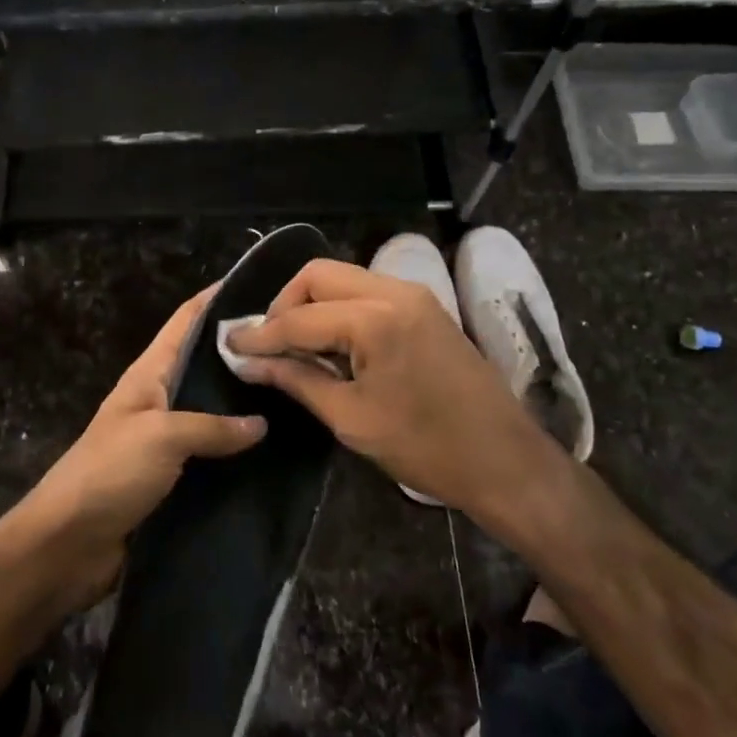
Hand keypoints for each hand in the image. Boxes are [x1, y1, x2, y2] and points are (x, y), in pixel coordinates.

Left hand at [17, 285, 266, 606]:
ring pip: (212, 411)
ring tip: (295, 392)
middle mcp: (159, 400)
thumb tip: (261, 423)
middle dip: (242, 353)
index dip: (214, 299)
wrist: (67, 546)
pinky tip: (274, 450)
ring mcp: (164, 440)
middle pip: (203, 365)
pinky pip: (211, 455)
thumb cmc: (109, 473)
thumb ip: (213, 426)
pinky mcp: (172, 479)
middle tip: (293, 346)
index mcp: (149, 375)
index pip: (185, 322)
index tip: (258, 285)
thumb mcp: (162, 436)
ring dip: (244, 403)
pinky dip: (237, 450)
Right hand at [225, 259, 562, 526]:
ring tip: (294, 346)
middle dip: (284, 304)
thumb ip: (297, 379)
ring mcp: (414, 295)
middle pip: (319, 275)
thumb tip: (250, 361)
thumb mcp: (352, 419)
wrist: (506, 461)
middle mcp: (394, 291)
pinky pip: (367, 292)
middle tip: (266, 343)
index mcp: (375, 318)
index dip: (260, 333)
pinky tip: (331, 343)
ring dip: (312, 304)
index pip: (299, 316)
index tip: (229, 345)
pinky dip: (339, 309)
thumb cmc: (426, 448)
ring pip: (343, 278)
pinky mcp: (425, 307)